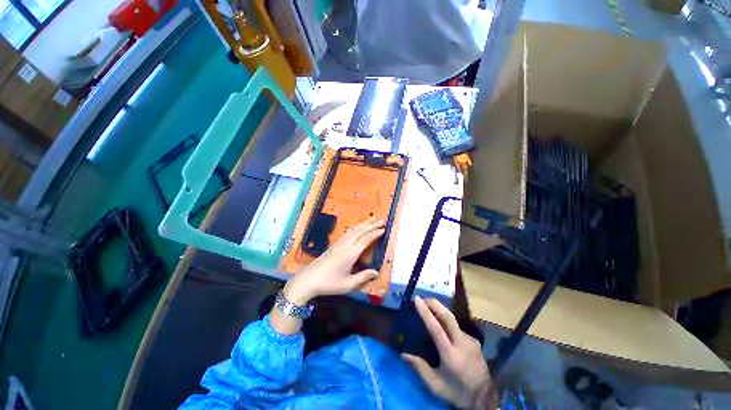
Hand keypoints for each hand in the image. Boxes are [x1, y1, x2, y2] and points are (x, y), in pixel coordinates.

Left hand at [284, 216, 384, 304]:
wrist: (308, 279)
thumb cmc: (329, 283)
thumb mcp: (348, 284)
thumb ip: (363, 277)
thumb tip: (376, 272)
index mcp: (350, 253)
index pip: (366, 239)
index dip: (375, 233)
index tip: (384, 229)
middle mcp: (345, 245)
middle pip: (360, 231)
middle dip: (372, 224)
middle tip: (382, 219)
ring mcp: (339, 243)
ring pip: (354, 229)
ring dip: (364, 223)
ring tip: (372, 219)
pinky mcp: (334, 245)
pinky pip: (348, 232)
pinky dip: (356, 227)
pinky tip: (357, 227)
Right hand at [402, 296, 493, 409]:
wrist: (485, 399)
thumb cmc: (457, 392)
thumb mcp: (436, 386)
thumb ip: (420, 368)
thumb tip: (403, 354)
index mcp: (451, 356)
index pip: (437, 329)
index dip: (426, 312)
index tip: (417, 300)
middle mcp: (462, 344)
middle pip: (448, 317)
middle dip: (435, 304)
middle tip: (423, 298)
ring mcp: (471, 341)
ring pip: (453, 320)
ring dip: (440, 312)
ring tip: (429, 309)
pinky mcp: (475, 341)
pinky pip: (458, 328)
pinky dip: (448, 323)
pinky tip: (443, 328)